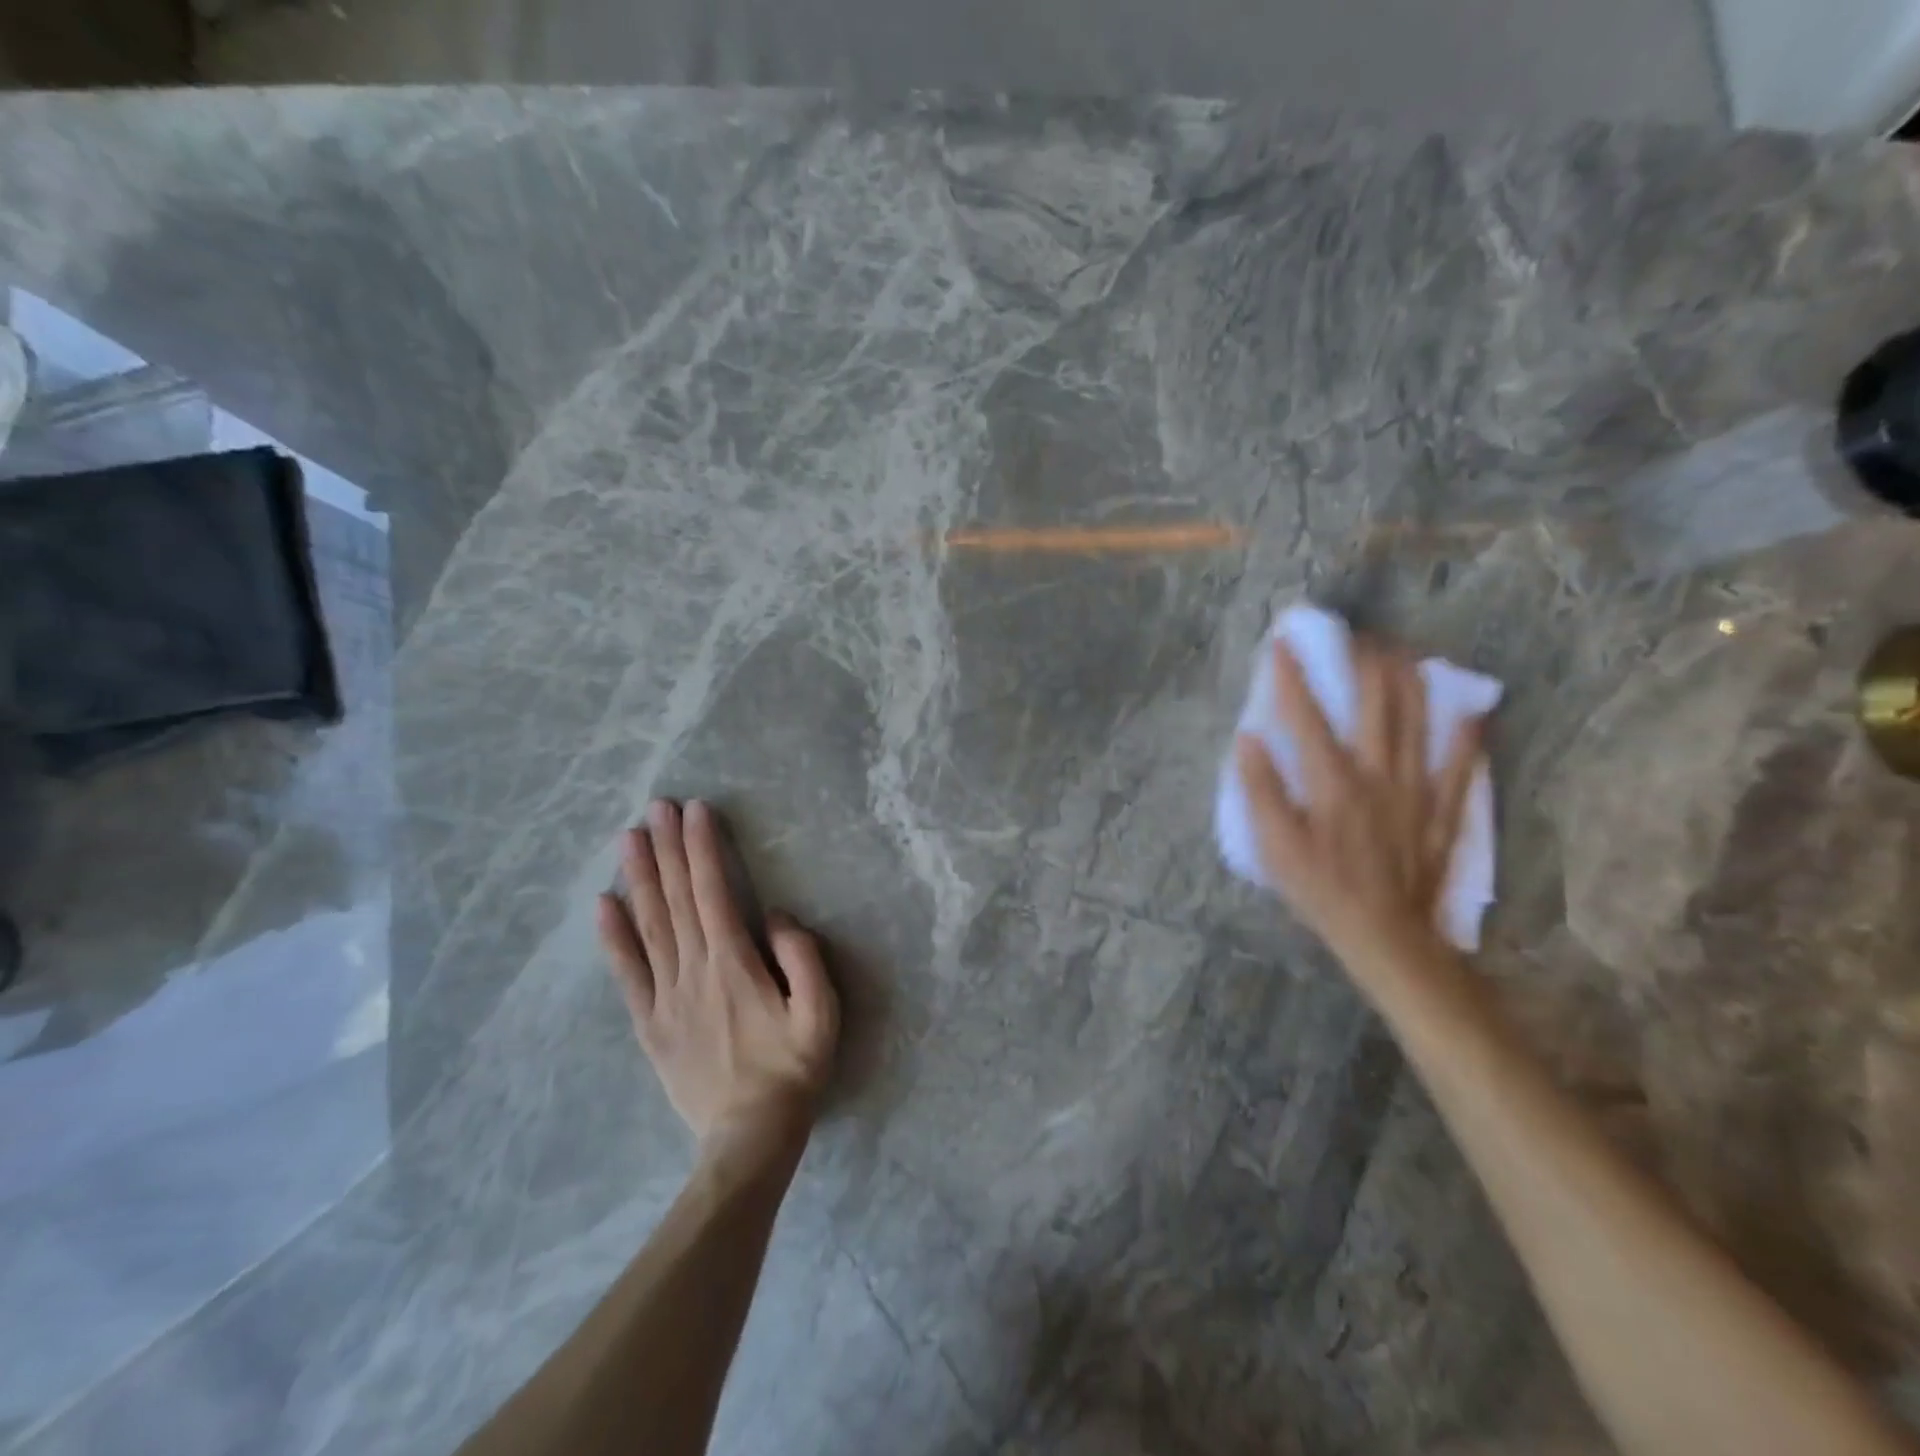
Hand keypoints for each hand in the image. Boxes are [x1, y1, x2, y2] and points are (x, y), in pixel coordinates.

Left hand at [597, 799, 838, 1159]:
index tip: (696, 811)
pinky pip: (627, 973)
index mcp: (734, 965)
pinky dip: (613, 937)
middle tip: (657, 806)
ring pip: (649, 926)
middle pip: (676, 899)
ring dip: (639, 878)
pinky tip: (603, 904)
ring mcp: (666, 997)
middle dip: (667, 849)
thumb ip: (803, 958)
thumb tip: (777, 916)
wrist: (749, 1137)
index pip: (714, 892)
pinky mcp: (650, 1023)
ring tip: (629, 837)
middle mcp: (693, 971)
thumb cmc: (792, 1070)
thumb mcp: (821, 1013)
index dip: (703, 849)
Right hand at [1234, 636, 1482, 969]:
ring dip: (1408, 678)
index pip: (1307, 714)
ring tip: (1399, 651)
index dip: (1291, 674)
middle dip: (1363, 660)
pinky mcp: (1443, 807)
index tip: (1282, 641)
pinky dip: (1467, 729)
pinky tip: (1471, 706)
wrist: (1387, 934)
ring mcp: (1417, 786)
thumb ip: (1260, 790)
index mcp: (1332, 781)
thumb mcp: (1275, 847)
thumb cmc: (1321, 890)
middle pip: (1376, 700)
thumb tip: (1248, 738)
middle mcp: (1378, 772)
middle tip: (1353, 636)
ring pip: (1419, 717)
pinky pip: (1462, 760)